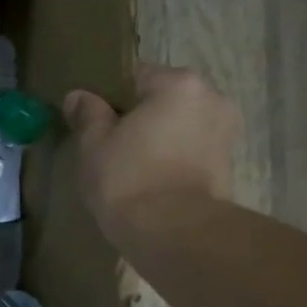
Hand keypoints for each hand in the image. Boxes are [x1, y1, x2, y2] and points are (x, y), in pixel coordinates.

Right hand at [65, 65, 237, 244]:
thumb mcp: (93, 143)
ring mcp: (225, 132)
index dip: (108, 96)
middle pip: (162, 99)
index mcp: (178, 83)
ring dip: (157, 138)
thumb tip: (79, 95)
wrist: (172, 230)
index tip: (91, 120)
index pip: (135, 75)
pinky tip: (149, 180)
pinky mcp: (227, 164)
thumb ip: (88, 114)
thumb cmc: (127, 178)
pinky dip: (171, 159)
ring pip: (178, 126)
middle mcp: (211, 98)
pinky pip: (190, 150)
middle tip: (108, 144)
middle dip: (138, 117)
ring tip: (128, 166)